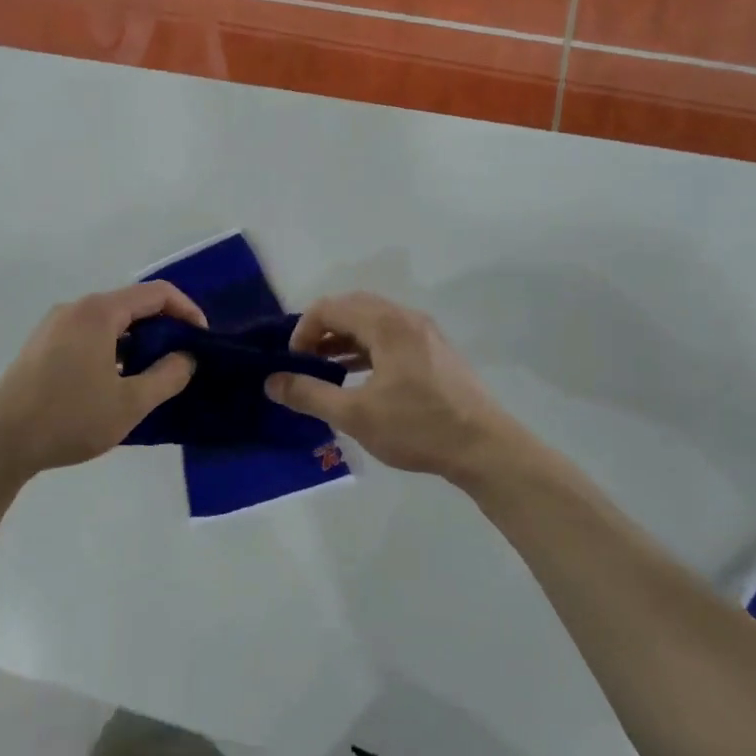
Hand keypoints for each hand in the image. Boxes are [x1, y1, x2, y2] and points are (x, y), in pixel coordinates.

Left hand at [0, 282, 204, 479]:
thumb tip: (186, 357)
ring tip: (153, 373)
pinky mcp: (41, 346)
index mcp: (98, 312)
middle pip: (131, 304)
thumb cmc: (70, 418)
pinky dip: (112, 348)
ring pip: (109, 322)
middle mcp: (75, 309)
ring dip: (137, 340)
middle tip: (182, 358)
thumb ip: (167, 376)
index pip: (156, 293)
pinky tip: (116, 381)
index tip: (203, 338)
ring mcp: (53, 326)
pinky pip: (88, 335)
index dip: (187, 310)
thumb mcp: (130, 403)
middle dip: (163, 326)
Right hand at [264, 292, 528, 484]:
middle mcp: (406, 318)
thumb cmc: (417, 427)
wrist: (485, 447)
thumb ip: (309, 394)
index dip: (303, 330)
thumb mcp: (355, 415)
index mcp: (386, 324)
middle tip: (305, 363)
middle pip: (351, 308)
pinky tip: (359, 379)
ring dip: (344, 340)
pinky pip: (390, 337)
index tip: (293, 363)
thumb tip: (271, 382)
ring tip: (325, 371)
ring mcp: (424, 333)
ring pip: (372, 323)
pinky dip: (366, 349)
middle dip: (322, 331)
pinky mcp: (435, 352)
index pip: (330, 308)